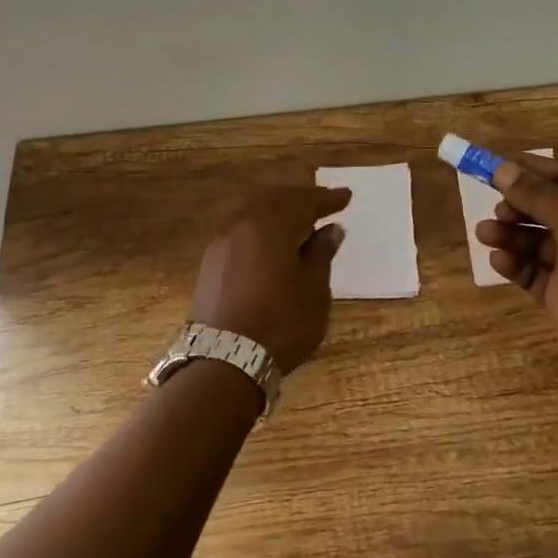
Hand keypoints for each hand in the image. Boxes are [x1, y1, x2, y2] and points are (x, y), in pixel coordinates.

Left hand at [191, 186, 349, 371]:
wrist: (224, 361)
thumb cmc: (281, 324)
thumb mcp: (313, 290)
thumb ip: (321, 254)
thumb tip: (330, 229)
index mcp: (271, 225)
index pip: (304, 202)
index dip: (326, 198)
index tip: (346, 196)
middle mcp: (242, 224)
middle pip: (275, 200)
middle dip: (300, 199)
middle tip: (323, 202)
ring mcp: (222, 243)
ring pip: (254, 213)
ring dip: (278, 212)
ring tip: (299, 221)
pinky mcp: (211, 263)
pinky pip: (242, 231)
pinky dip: (261, 228)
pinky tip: (272, 242)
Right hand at [474, 152, 557, 371]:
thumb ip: (539, 196)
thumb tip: (502, 168)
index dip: (533, 169)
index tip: (497, 164)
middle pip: (546, 208)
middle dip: (518, 205)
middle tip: (496, 209)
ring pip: (534, 240)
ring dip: (509, 234)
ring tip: (485, 234)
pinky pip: (531, 271)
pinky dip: (514, 263)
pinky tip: (499, 260)